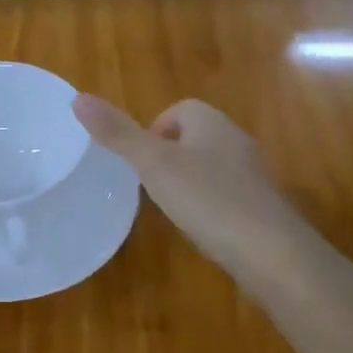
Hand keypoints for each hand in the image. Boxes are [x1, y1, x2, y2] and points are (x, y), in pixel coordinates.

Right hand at [73, 95, 317, 296]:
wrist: (274, 254)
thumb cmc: (209, 201)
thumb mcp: (154, 166)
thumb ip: (118, 134)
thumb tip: (78, 98)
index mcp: (212, 123)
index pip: (180, 110)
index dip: (155, 130)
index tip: (140, 162)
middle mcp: (237, 141)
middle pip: (196, 136)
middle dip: (170, 156)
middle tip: (150, 187)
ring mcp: (254, 176)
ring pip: (213, 166)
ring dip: (190, 181)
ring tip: (172, 209)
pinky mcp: (263, 208)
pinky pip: (229, 195)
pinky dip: (211, 206)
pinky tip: (203, 230)